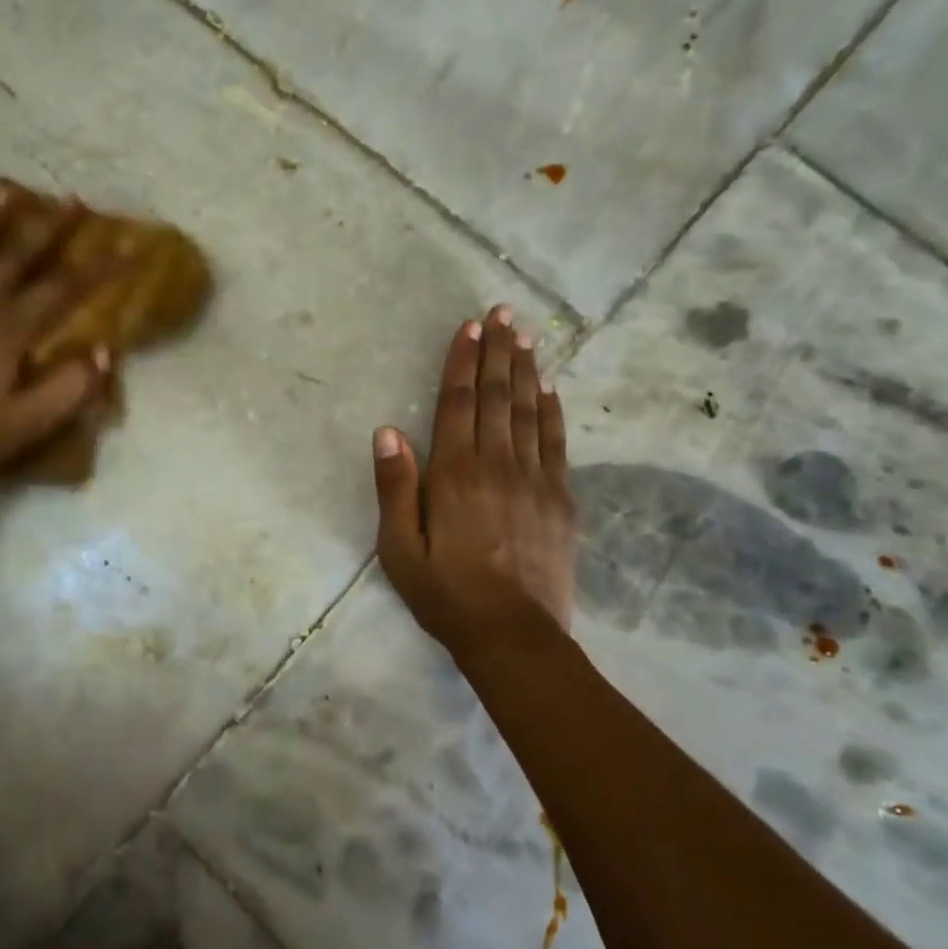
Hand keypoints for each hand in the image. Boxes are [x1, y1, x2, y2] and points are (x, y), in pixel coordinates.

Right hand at [372, 305, 576, 656]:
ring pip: (528, 411)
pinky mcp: (560, 499)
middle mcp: (497, 465)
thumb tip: (387, 431)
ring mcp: (535, 480)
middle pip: (496, 396)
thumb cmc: (446, 593)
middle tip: (504, 312)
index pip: (457, 403)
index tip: (470, 327)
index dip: (462, 362)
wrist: (513, 635)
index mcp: (454, 474)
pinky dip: (551, 411)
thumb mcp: (399, 549)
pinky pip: (555, 443)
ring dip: (526, 370)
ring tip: (526, 335)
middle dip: (498, 351)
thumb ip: (394, 488)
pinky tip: (550, 388)